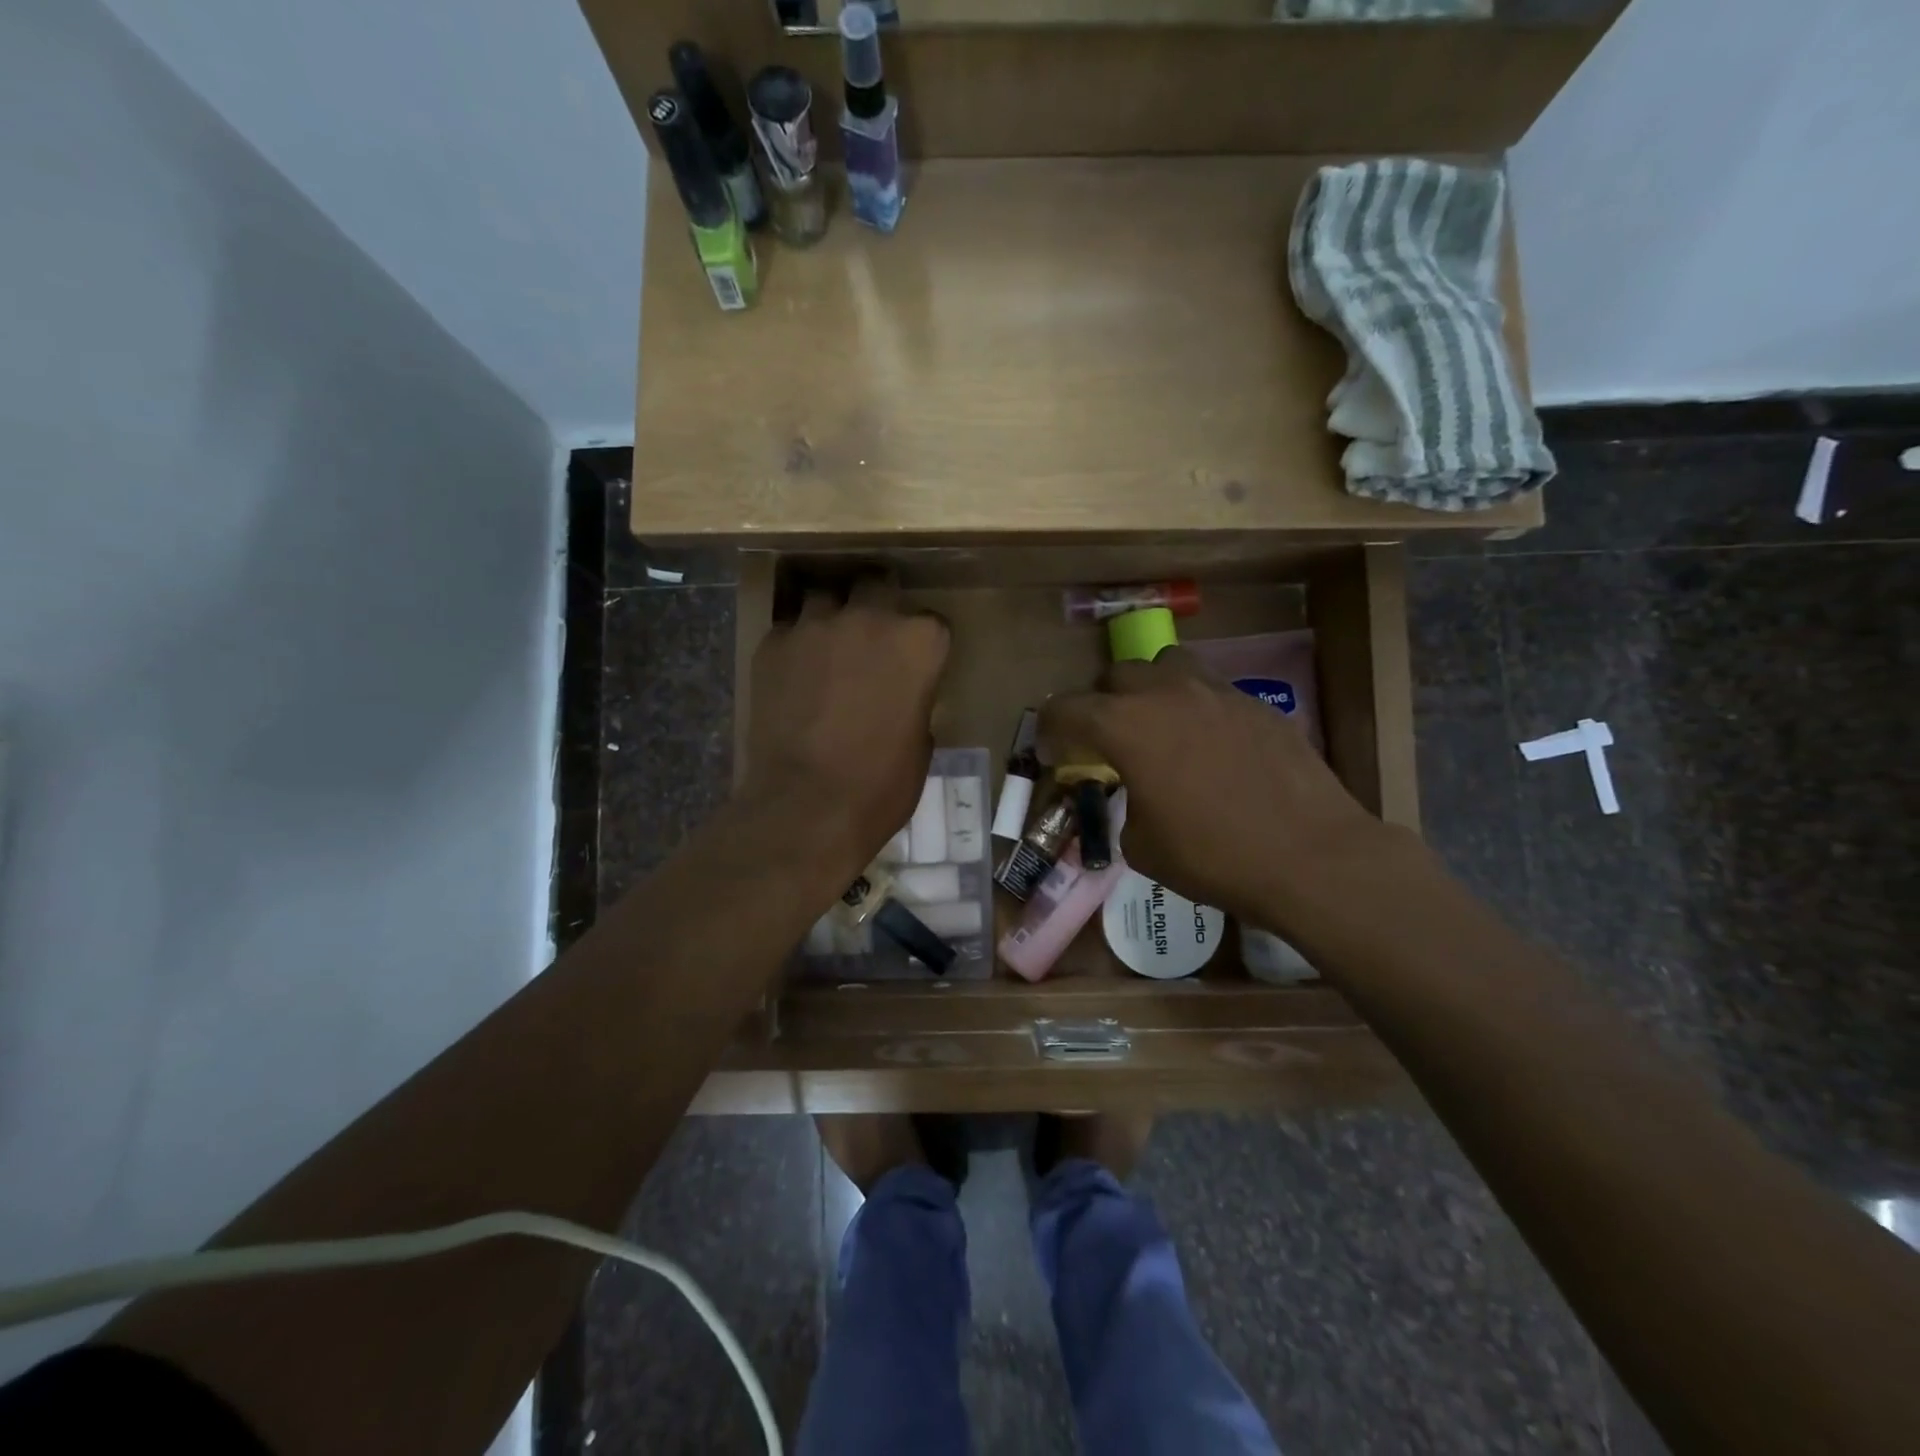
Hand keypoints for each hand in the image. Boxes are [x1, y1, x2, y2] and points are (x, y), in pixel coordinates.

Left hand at [739, 578, 949, 882]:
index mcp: (919, 643)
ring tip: (827, 652)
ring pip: (825, 598)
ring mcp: (815, 626)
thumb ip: (916, 700)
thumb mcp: (922, 745)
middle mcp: (869, 619)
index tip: (916, 666)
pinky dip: (795, 646)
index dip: (923, 645)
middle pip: (876, 586)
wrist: (806, 807)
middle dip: (877, 606)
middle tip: (871, 642)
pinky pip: (788, 630)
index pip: (931, 623)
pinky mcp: (772, 644)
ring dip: (831, 618)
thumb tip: (903, 694)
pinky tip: (793, 677)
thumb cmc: (881, 786)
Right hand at [1040, 650, 1389, 921]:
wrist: (1309, 856)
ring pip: (1168, 664)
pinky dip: (1197, 707)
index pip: (1067, 708)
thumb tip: (1136, 797)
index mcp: (1126, 726)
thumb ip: (1125, 806)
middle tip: (1108, 738)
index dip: (1050, 727)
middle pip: (1117, 674)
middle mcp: (1167, 694)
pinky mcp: (1257, 704)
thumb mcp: (1142, 845)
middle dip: (1102, 702)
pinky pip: (1212, 689)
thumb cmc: (1211, 856)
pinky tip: (1212, 745)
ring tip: (1160, 724)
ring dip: (1152, 688)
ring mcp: (1217, 692)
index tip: (1051, 749)